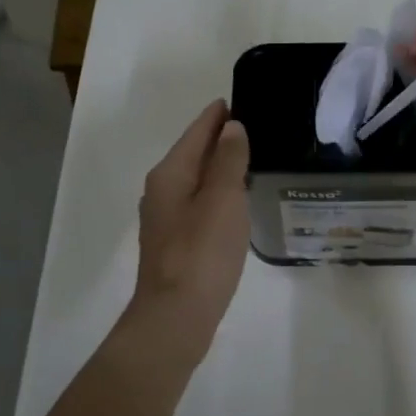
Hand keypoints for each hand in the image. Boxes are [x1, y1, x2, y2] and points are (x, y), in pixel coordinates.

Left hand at [128, 100, 251, 352]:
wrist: (176, 316)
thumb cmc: (201, 253)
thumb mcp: (223, 199)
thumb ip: (229, 160)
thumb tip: (231, 128)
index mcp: (170, 174)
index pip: (196, 132)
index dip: (217, 115)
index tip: (238, 99)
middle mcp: (161, 191)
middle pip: (193, 154)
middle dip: (219, 139)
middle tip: (254, 127)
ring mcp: (165, 219)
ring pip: (195, 180)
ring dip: (219, 168)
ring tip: (250, 160)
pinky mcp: (175, 243)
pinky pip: (198, 204)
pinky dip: (216, 194)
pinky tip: (235, 202)